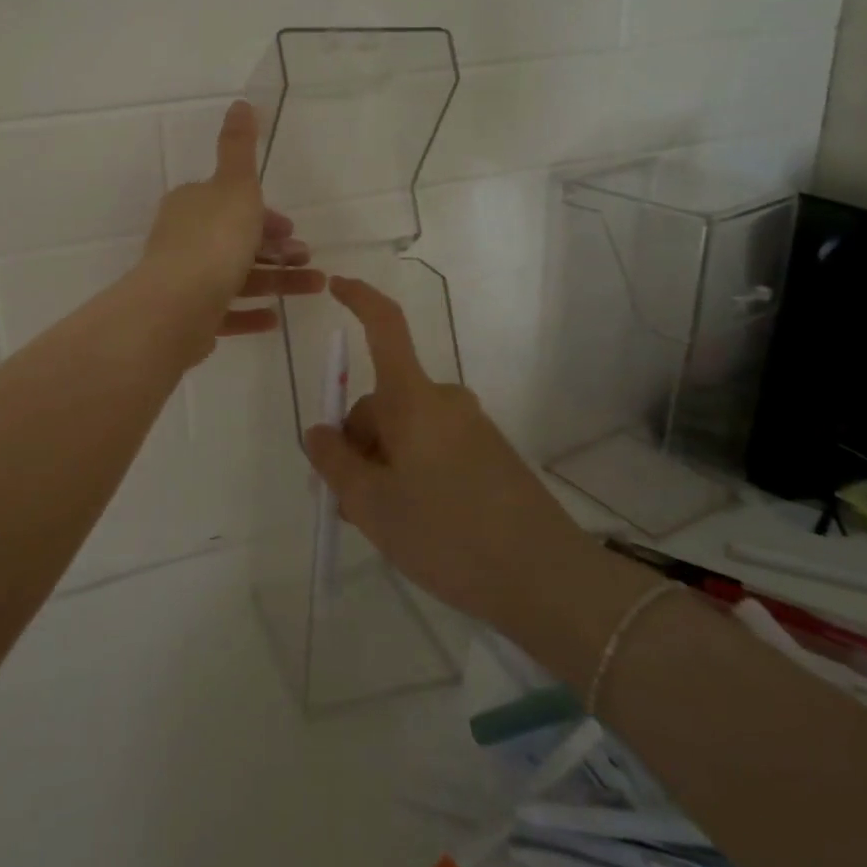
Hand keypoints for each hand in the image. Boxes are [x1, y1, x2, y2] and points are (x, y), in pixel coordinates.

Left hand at [139, 101, 323, 348]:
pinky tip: (275, 318)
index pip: (231, 204)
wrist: (177, 306)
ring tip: (315, 287)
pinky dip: (251, 313)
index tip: (292, 228)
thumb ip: (240, 147)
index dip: (264, 215)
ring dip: (277, 281)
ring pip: (237, 277)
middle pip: (236, 241)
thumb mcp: (235, 185)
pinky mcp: (187, 318)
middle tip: (307, 258)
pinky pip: (225, 313)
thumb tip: (241, 102)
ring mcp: (184, 281)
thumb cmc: (214, 240)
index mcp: (192, 206)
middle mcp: (183, 240)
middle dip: (275, 249)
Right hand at [304, 276, 585, 627]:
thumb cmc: (447, 534)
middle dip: (357, 443)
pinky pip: (433, 448)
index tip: (334, 286)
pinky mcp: (489, 454)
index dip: (359, 300)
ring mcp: (470, 427)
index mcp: (413, 399)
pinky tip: (418, 522)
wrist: (548, 581)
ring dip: (383, 464)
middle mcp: (444, 401)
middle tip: (349, 502)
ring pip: (405, 432)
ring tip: (384, 523)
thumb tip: (318, 431)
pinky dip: (411, 472)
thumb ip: (334, 462)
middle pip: (382, 402)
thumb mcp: (371, 504)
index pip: (385, 327)